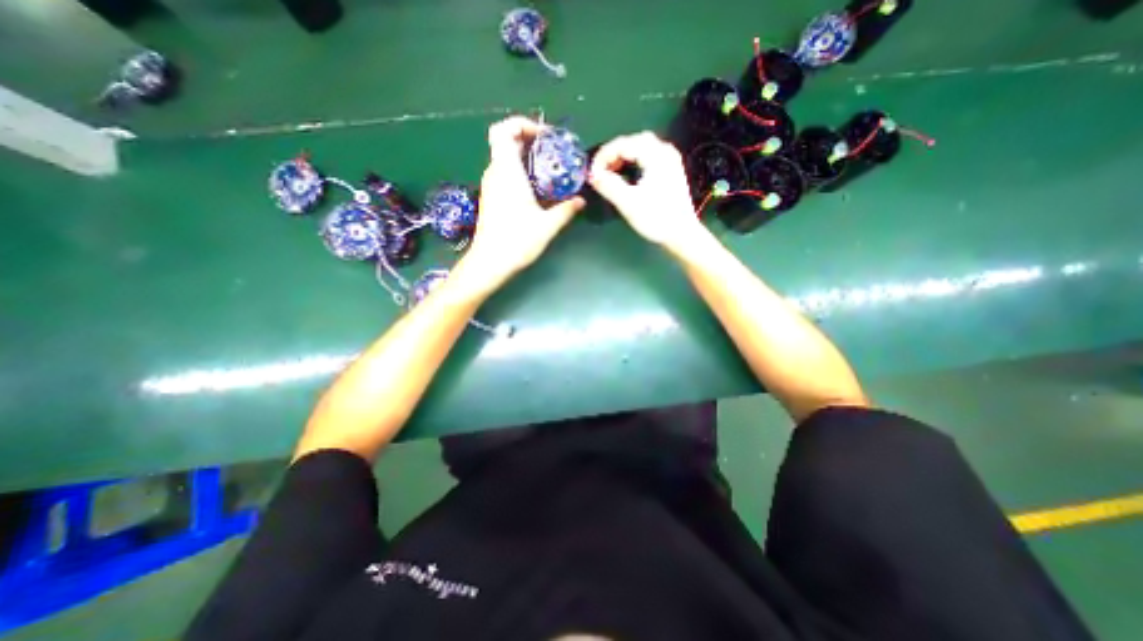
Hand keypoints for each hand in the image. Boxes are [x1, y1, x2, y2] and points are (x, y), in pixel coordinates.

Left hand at [462, 115, 587, 286]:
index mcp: (507, 172)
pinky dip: (520, 173)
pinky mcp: (491, 198)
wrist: (489, 264)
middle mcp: (495, 173)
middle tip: (553, 153)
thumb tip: (581, 200)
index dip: (522, 124)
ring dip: (526, 158)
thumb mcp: (547, 226)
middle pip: (506, 142)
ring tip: (549, 172)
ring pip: (505, 159)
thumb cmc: (517, 242)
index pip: (504, 130)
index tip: (544, 136)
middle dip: (530, 141)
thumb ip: (566, 210)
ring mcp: (491, 186)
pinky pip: (505, 174)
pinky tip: (537, 191)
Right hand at [588, 132, 707, 252]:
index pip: (623, 143)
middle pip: (632, 141)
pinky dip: (634, 161)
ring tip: (610, 173)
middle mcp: (664, 152)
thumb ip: (608, 185)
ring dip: (623, 157)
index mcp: (655, 155)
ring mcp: (670, 160)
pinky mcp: (671, 171)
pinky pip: (648, 156)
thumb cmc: (656, 218)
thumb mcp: (628, 203)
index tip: (592, 173)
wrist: (681, 234)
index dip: (603, 156)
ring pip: (641, 148)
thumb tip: (592, 175)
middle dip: (613, 155)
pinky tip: (628, 174)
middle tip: (600, 172)